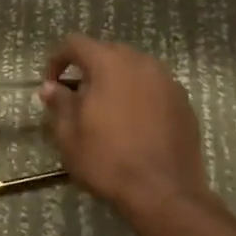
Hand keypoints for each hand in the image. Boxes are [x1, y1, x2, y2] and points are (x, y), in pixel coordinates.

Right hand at [39, 34, 211, 220]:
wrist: (164, 192)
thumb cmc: (108, 161)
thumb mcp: (70, 136)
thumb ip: (59, 104)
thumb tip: (51, 87)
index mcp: (110, 65)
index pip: (75, 43)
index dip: (57, 59)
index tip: (51, 85)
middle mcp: (141, 63)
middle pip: (107, 52)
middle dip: (88, 69)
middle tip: (78, 99)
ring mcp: (167, 81)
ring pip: (134, 69)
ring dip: (115, 81)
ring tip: (106, 111)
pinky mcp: (184, 102)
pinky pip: (154, 87)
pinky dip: (139, 96)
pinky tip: (134, 124)